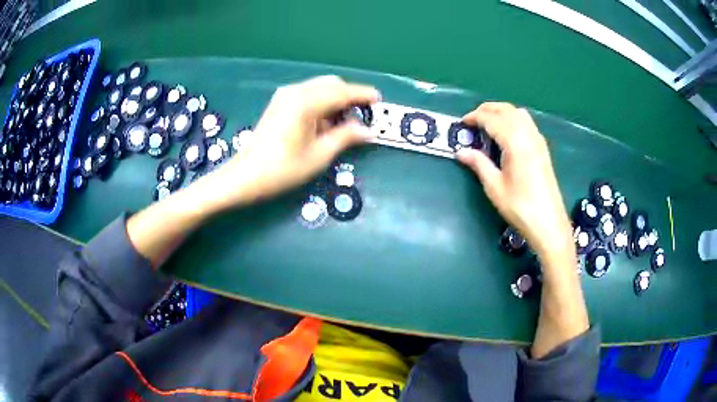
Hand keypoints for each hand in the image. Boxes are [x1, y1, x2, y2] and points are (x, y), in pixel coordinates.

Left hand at [206, 75, 380, 208]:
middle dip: (350, 96)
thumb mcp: (319, 156)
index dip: (363, 95)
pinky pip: (309, 93)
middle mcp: (296, 91)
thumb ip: (346, 137)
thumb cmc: (282, 170)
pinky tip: (325, 122)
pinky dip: (323, 102)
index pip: (342, 92)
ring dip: (336, 99)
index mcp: (306, 103)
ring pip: (320, 87)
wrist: (245, 176)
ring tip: (344, 124)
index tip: (380, 101)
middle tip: (362, 117)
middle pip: (332, 84)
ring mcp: (285, 95)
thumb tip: (369, 130)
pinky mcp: (280, 102)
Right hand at [457, 102, 572, 255]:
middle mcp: (528, 136)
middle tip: (472, 119)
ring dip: (502, 111)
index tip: (462, 123)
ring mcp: (538, 141)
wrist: (548, 223)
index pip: (492, 119)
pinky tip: (507, 133)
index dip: (475, 117)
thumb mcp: (495, 187)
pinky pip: (527, 123)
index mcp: (515, 143)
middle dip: (488, 109)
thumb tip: (460, 152)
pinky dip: (513, 119)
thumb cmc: (520, 207)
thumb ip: (479, 164)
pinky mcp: (543, 148)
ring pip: (519, 113)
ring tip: (488, 123)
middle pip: (507, 110)